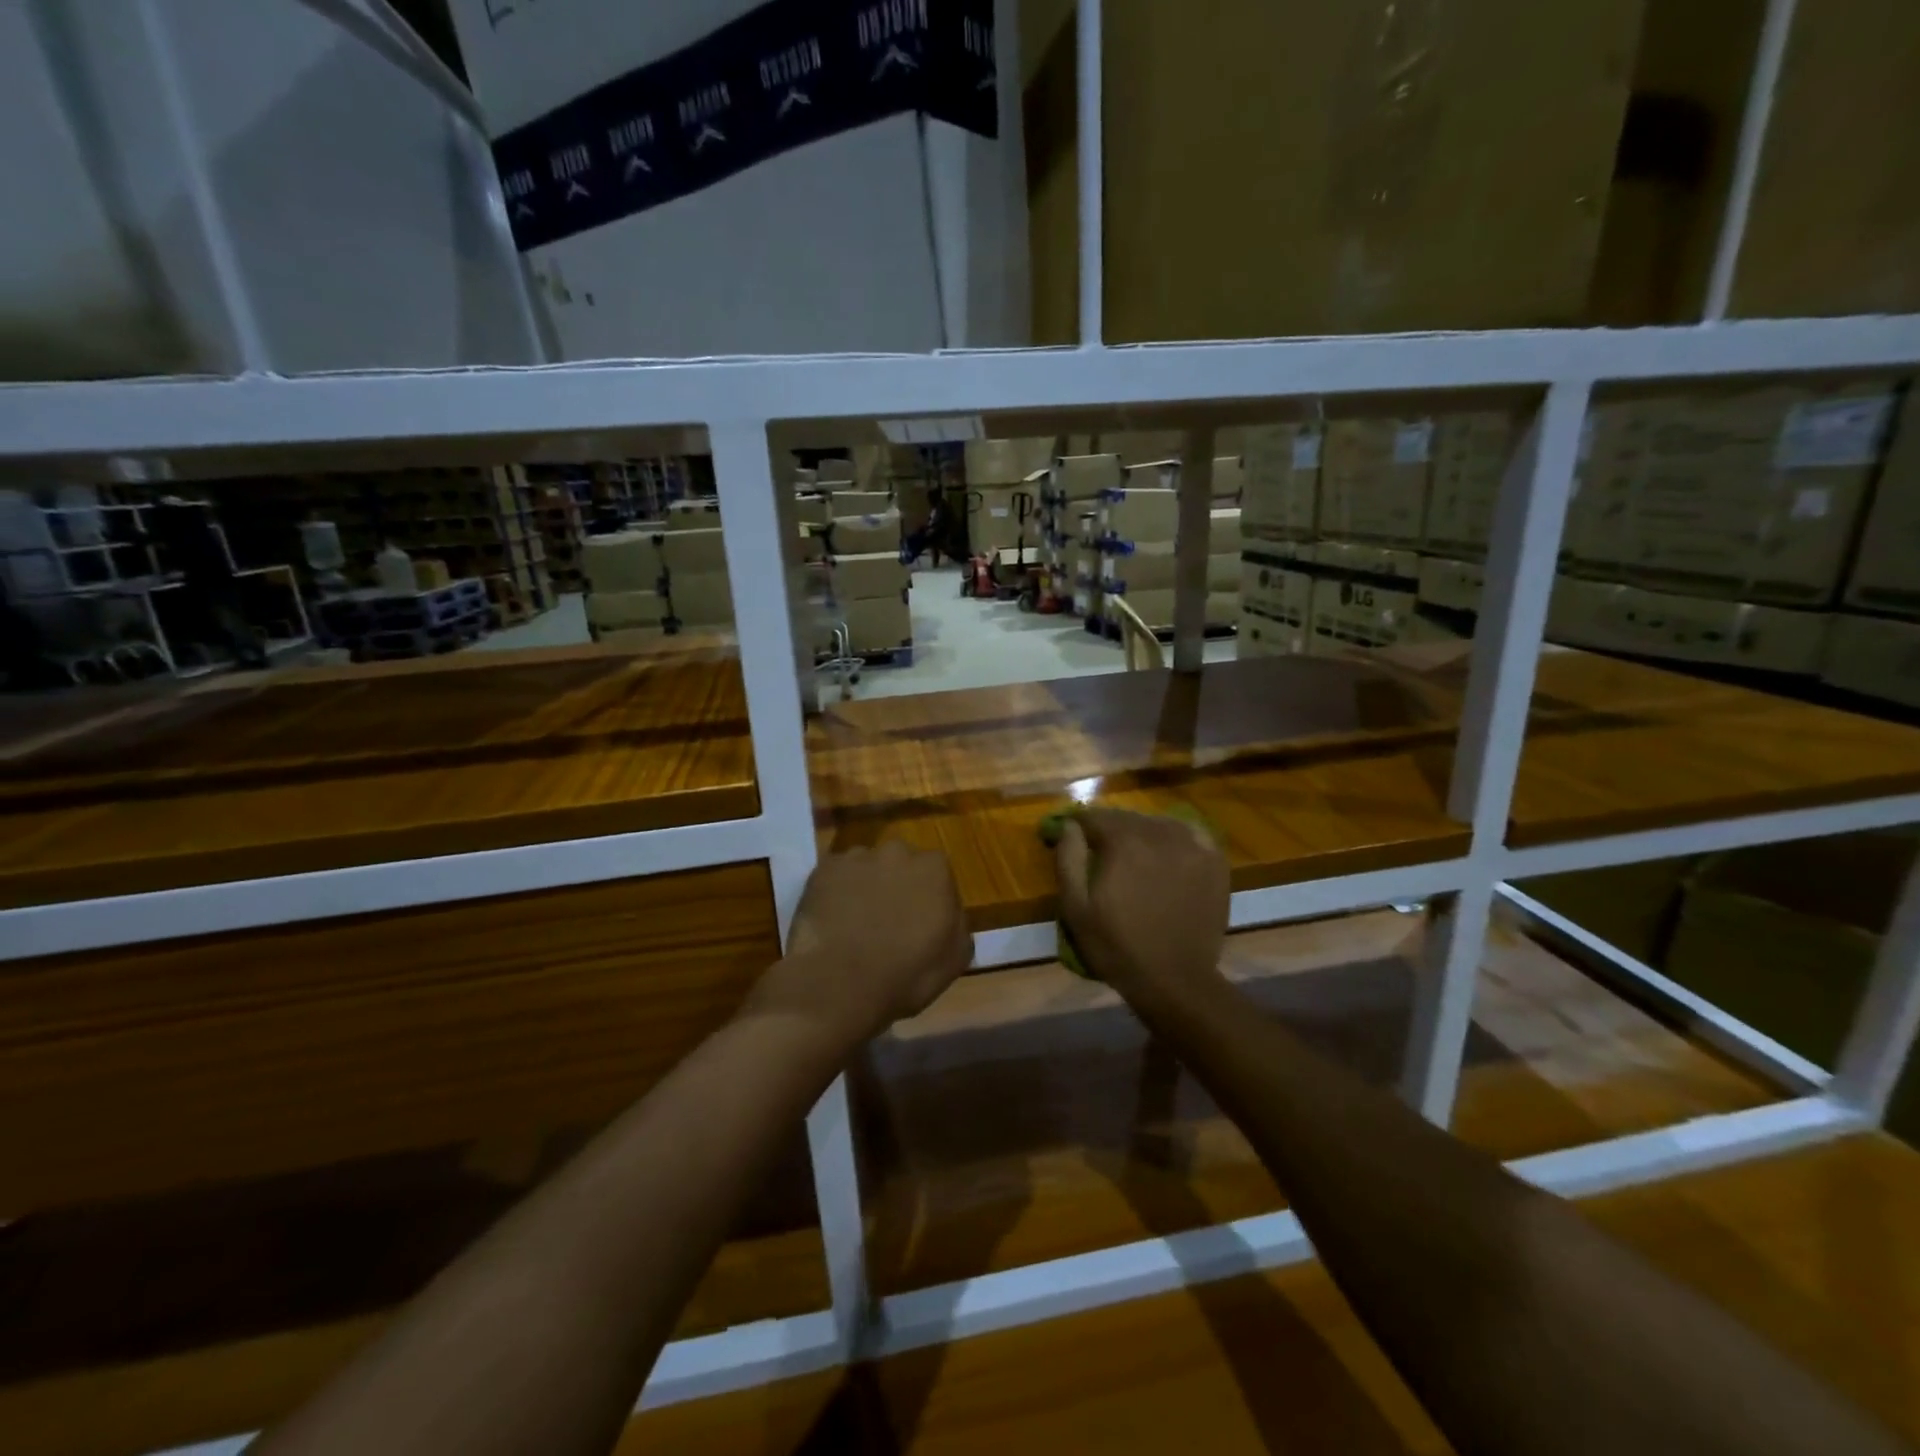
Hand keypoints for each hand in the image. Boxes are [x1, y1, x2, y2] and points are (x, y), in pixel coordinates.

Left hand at [751, 842, 972, 1044]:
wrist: (839, 984)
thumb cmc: (906, 974)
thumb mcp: (955, 958)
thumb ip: (958, 923)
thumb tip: (949, 913)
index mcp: (934, 868)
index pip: (938, 874)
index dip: (930, 898)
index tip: (922, 922)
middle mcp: (897, 852)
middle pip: (901, 863)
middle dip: (897, 884)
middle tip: (889, 920)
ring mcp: (856, 858)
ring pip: (866, 867)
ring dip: (865, 886)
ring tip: (856, 923)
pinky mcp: (822, 870)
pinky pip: (835, 877)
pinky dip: (835, 892)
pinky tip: (832, 920)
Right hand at [1053, 808, 1229, 1007]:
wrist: (1175, 981)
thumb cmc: (1117, 946)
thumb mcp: (1076, 908)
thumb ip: (1068, 858)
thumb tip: (1069, 825)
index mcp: (1124, 842)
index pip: (1094, 817)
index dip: (1077, 825)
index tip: (1069, 835)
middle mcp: (1159, 834)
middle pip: (1127, 818)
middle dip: (1108, 829)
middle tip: (1100, 850)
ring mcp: (1192, 846)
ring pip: (1158, 824)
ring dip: (1141, 832)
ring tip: (1133, 854)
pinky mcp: (1214, 863)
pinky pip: (1191, 834)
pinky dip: (1175, 837)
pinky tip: (1168, 852)